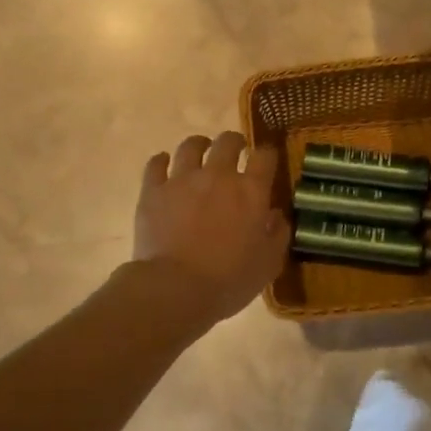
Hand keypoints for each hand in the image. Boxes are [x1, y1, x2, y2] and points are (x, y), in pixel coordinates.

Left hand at [133, 133, 290, 326]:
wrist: (176, 288)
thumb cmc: (229, 280)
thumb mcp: (269, 263)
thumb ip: (278, 234)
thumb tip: (277, 215)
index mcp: (251, 191)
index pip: (265, 156)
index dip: (267, 154)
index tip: (266, 160)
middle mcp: (218, 175)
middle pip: (227, 142)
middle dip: (234, 142)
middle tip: (236, 151)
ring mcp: (182, 180)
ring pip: (190, 146)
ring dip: (199, 145)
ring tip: (200, 151)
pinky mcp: (153, 191)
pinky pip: (156, 164)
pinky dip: (161, 161)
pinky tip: (164, 164)